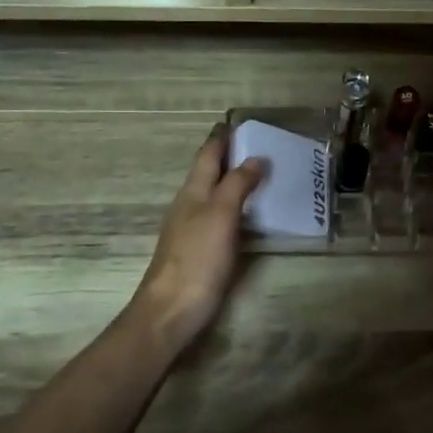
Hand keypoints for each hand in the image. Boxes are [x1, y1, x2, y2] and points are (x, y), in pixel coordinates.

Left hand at [133, 126, 266, 352]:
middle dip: (229, 157)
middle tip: (259, 147)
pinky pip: (220, 218)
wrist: (171, 310)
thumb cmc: (197, 257)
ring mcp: (192, 230)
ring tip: (261, 175)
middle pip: (209, 173)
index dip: (221, 138)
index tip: (237, 122)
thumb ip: (237, 184)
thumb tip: (256, 157)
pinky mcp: (199, 252)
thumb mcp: (221, 214)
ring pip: (213, 195)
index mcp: (192, 191)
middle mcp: (189, 205)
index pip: (207, 155)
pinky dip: (235, 207)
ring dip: (233, 182)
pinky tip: (249, 215)